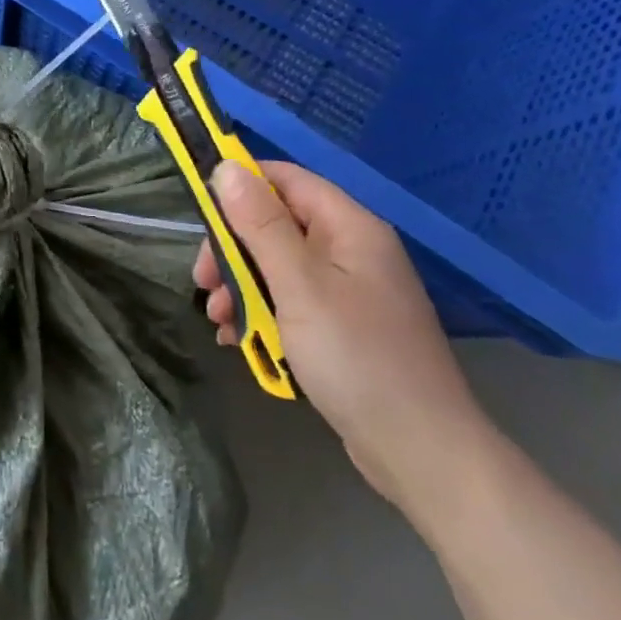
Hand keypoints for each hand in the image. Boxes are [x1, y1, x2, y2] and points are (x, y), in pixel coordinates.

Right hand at [196, 160, 496, 514]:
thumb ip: (260, 224)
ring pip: (279, 267)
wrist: (420, 452)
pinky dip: (263, 314)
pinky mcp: (344, 327)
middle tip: (204, 284)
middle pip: (277, 225)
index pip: (285, 179)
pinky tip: (240, 340)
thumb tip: (226, 167)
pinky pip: (292, 302)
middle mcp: (352, 250)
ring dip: (242, 287)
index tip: (200, 215)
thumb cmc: (355, 357)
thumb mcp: (298, 285)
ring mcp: (350, 291)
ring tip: (220, 322)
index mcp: (349, 227)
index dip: (240, 186)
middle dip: (233, 250)